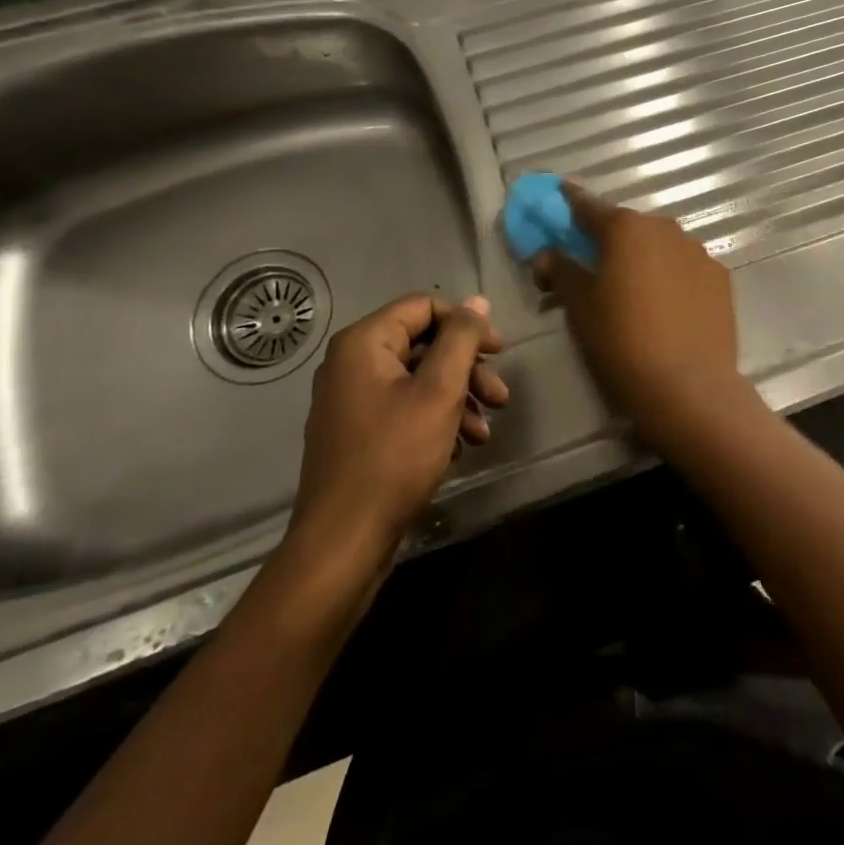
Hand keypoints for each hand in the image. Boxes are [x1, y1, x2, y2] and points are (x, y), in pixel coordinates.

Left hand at [287, 294, 508, 557]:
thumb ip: (461, 339)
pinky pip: (405, 408)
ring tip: (485, 432)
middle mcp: (352, 363)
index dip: (467, 324)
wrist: (343, 543)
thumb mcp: (439, 391)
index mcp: (364, 343)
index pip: (425, 306)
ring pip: (419, 379)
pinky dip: (437, 419)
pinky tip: (461, 447)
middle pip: (424, 344)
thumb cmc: (394, 457)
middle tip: (500, 397)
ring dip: (459, 398)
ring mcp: (352, 400)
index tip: (499, 352)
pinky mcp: (359, 433)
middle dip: (468, 369)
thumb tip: (477, 301)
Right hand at [534, 187, 760, 457]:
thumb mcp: (579, 307)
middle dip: (610, 238)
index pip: (589, 206)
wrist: (689, 387)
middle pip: (629, 226)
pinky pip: (686, 267)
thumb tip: (545, 253)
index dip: (571, 201)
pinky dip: (672, 276)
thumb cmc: (621, 341)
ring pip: (661, 245)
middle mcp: (665, 229)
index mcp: (626, 229)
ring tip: (633, 289)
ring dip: (644, 256)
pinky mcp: (721, 278)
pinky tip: (667, 304)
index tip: (561, 192)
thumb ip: (561, 271)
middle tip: (594, 262)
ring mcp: (698, 252)